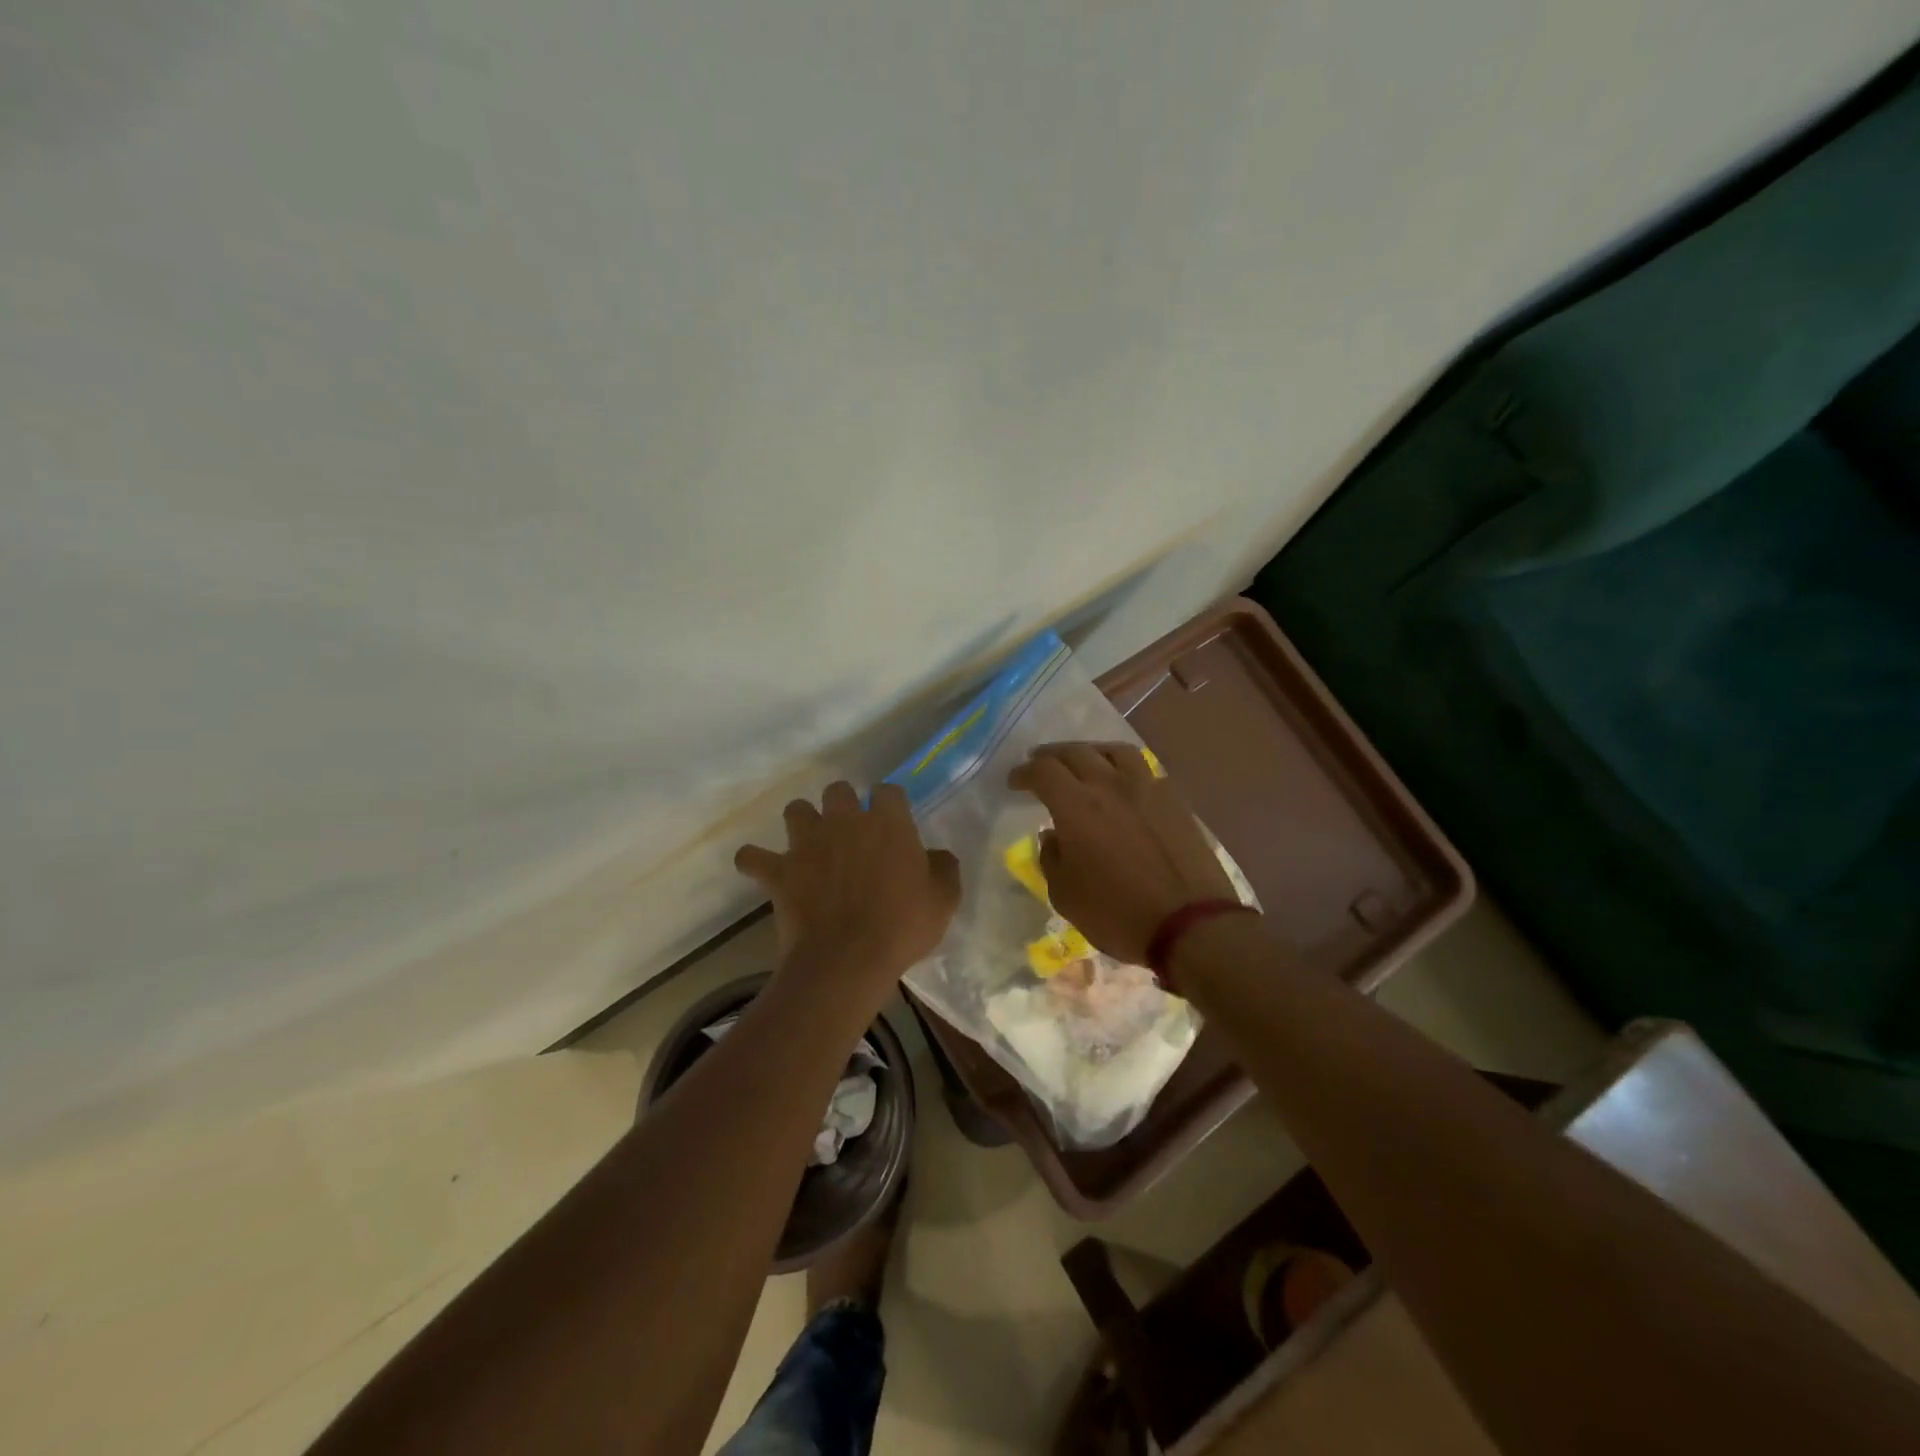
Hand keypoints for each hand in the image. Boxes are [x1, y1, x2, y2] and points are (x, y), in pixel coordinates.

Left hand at [734, 781, 961, 992]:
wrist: (848, 959)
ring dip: (802, 823)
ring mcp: (807, 843)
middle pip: (838, 790)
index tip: (892, 821)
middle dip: (842, 804)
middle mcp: (845, 821)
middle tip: (850, 832)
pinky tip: (761, 868)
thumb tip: (937, 855)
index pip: (888, 790)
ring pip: (796, 810)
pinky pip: (752, 856)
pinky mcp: (779, 871)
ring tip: (809, 844)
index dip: (889, 803)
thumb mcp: (943, 900)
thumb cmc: (902, 927)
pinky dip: (755, 861)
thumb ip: (943, 868)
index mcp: (887, 823)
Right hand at [1007, 742, 1239, 964]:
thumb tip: (1053, 836)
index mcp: (1077, 806)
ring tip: (1083, 763)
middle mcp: (1110, 785)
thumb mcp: (1066, 896)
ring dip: (1091, 752)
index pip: (1043, 771)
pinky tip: (1123, 785)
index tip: (1015, 781)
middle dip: (1051, 755)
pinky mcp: (1175, 801)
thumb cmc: (1117, 914)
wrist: (1191, 924)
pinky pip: (1144, 770)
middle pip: (1076, 751)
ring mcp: (1147, 788)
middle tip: (1040, 764)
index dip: (1024, 772)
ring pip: (1114, 751)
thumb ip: (1052, 859)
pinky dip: (1124, 770)